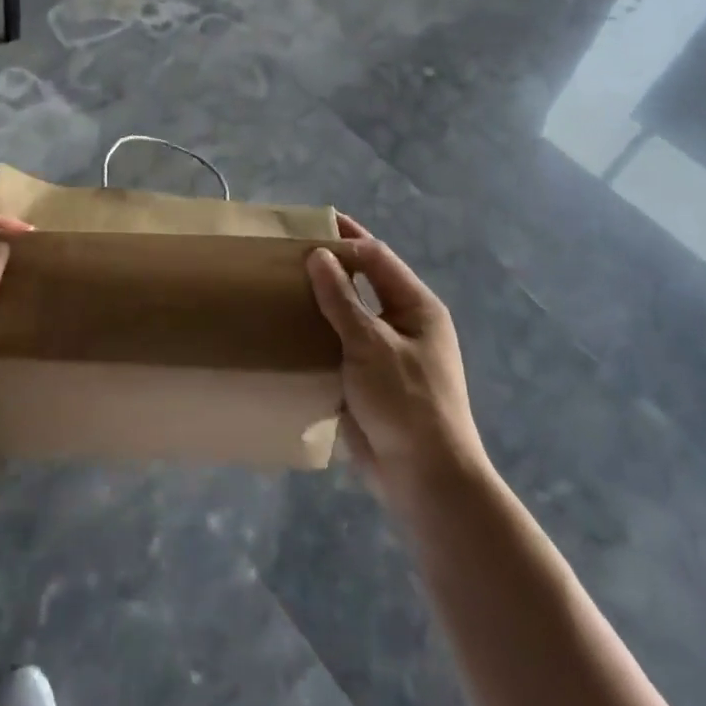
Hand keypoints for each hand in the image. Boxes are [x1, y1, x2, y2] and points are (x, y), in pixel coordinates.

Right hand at [306, 216, 488, 510]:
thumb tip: (319, 254)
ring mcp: (386, 353)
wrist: (425, 478)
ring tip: (280, 286)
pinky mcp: (369, 380)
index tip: (306, 227)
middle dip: (329, 267)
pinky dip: (317, 335)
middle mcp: (403, 324)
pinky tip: (287, 330)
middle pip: (363, 283)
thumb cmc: (406, 402)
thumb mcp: (371, 344)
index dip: (344, 238)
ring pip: (348, 315)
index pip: (376, 257)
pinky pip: (339, 346)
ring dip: (319, 301)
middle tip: (287, 253)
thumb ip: (342, 299)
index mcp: (416, 307)